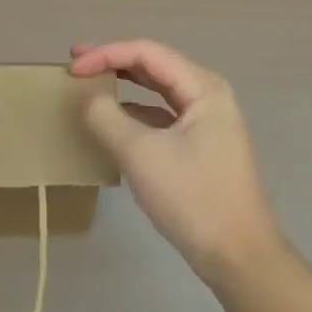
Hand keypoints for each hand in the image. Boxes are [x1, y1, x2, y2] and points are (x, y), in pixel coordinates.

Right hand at [71, 39, 282, 283]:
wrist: (239, 258)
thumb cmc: (193, 198)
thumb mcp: (141, 155)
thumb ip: (107, 117)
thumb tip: (85, 97)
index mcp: (202, 87)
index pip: (146, 53)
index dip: (106, 54)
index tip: (72, 68)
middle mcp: (207, 95)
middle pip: (153, 65)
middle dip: (113, 61)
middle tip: (76, 64)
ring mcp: (206, 121)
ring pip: (157, 89)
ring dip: (123, 83)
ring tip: (90, 83)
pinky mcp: (199, 145)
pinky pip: (161, 114)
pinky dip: (134, 110)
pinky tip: (112, 119)